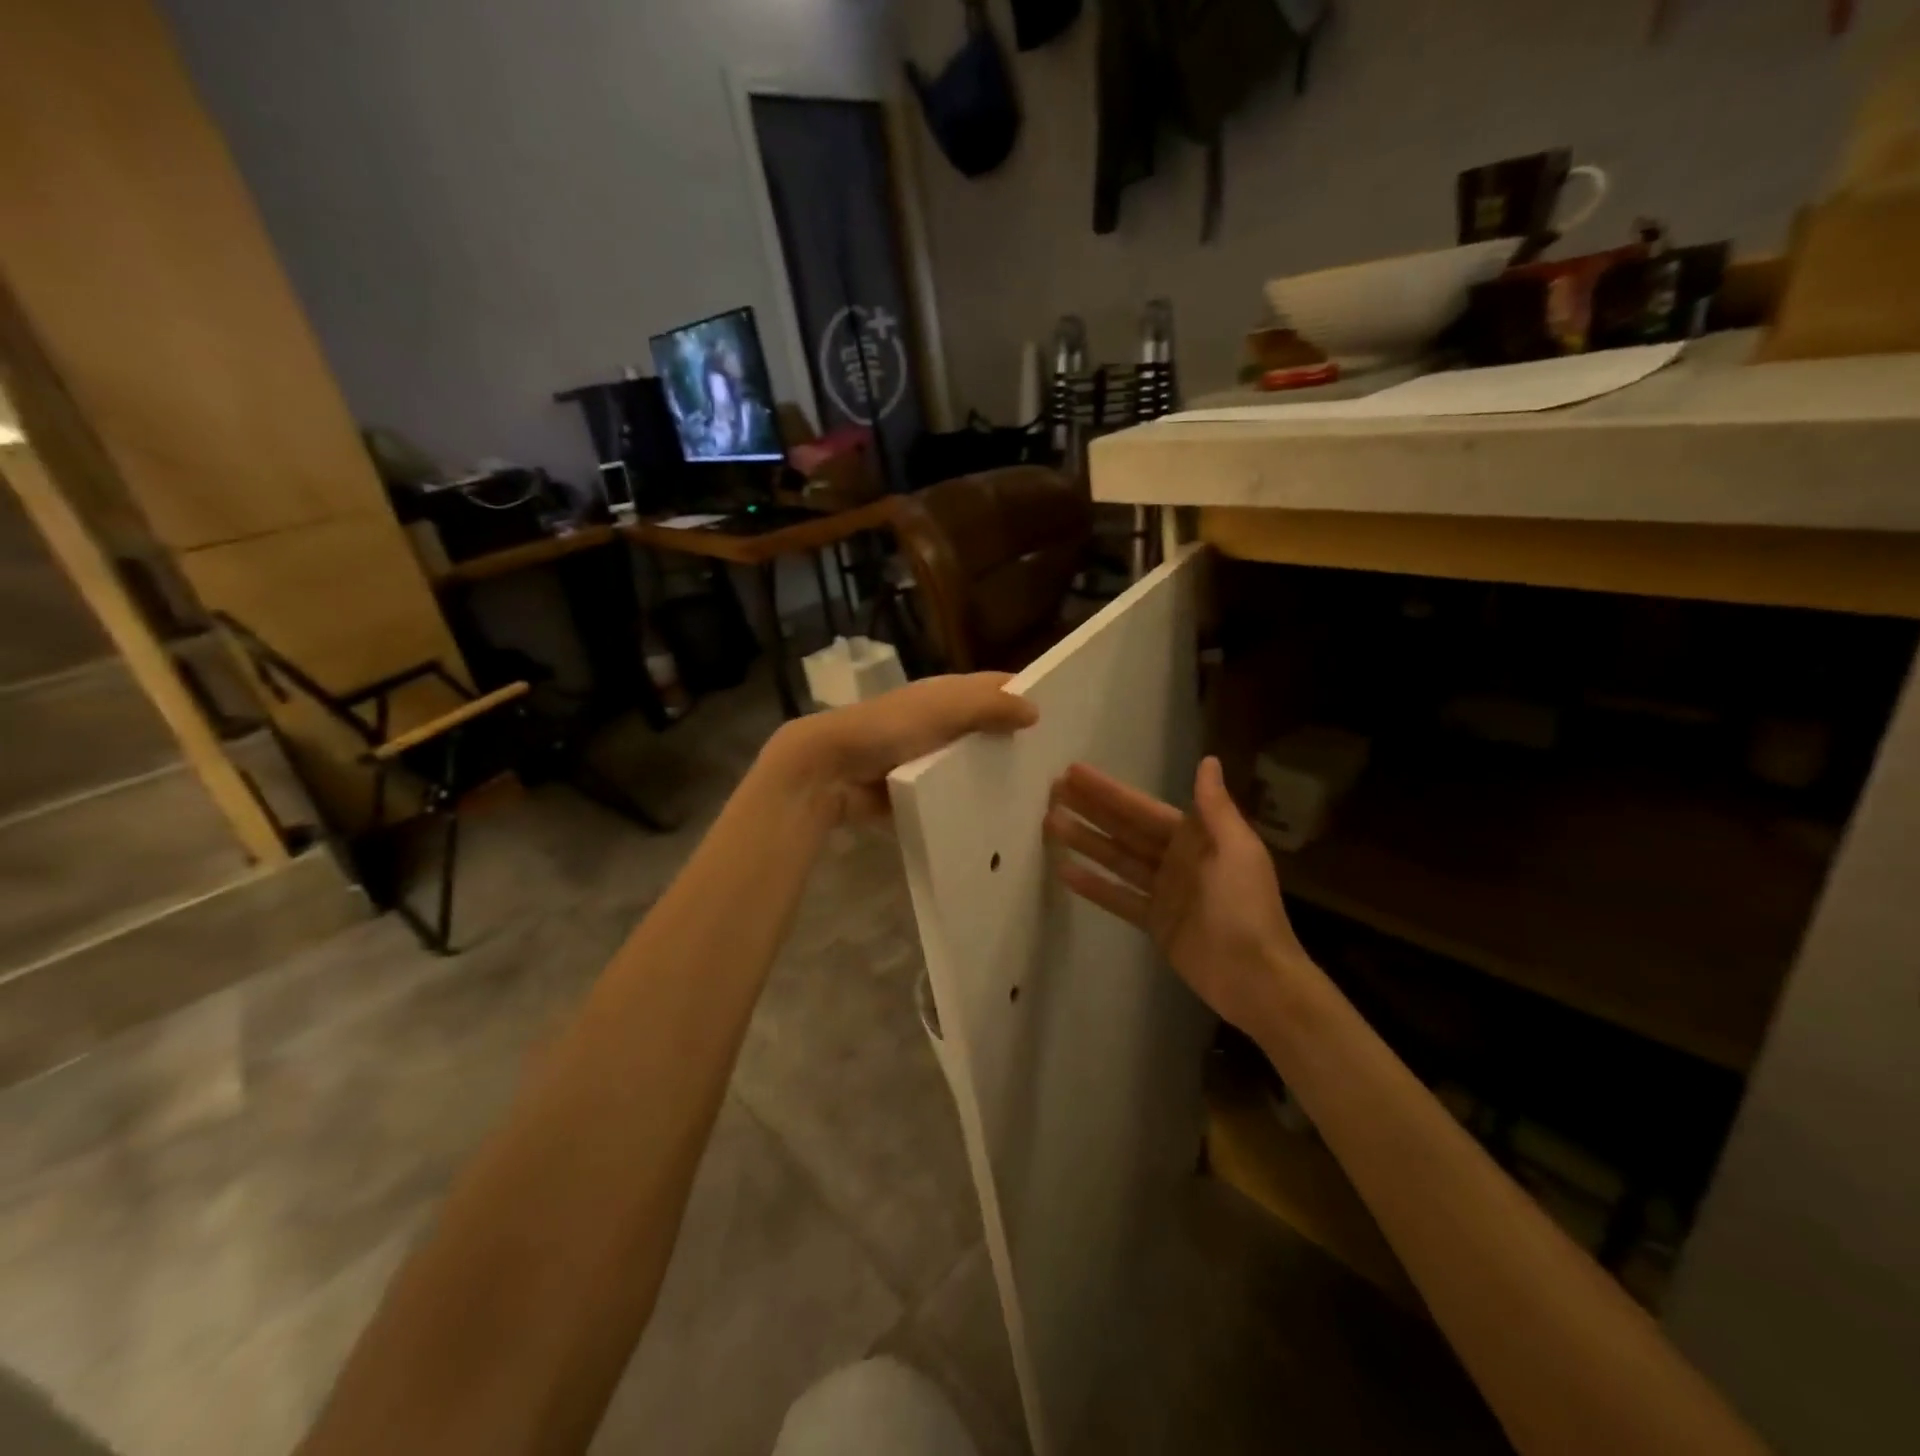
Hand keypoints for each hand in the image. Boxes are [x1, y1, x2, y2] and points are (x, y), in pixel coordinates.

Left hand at [767, 673, 1039, 824]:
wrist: (830, 771)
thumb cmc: (889, 729)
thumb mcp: (944, 710)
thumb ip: (990, 706)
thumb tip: (1036, 710)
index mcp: (947, 695)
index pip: (995, 689)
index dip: (1026, 696)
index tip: (1067, 716)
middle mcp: (940, 722)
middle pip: (987, 729)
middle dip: (1017, 743)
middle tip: (1063, 770)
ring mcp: (928, 759)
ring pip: (972, 765)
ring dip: (997, 778)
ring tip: (1042, 801)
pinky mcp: (918, 791)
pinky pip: (953, 796)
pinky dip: (972, 804)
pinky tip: (1002, 821)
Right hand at [1044, 755, 1311, 1036]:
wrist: (1256, 977)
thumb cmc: (1247, 908)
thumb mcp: (1238, 851)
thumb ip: (1216, 808)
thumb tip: (1207, 761)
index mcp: (1196, 837)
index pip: (1141, 808)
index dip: (1108, 792)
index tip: (1074, 773)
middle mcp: (1176, 858)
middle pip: (1124, 829)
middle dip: (1090, 810)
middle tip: (1052, 792)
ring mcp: (1163, 891)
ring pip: (1116, 859)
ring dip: (1085, 841)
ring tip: (1050, 824)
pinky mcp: (1155, 921)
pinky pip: (1119, 897)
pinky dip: (1094, 885)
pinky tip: (1064, 871)